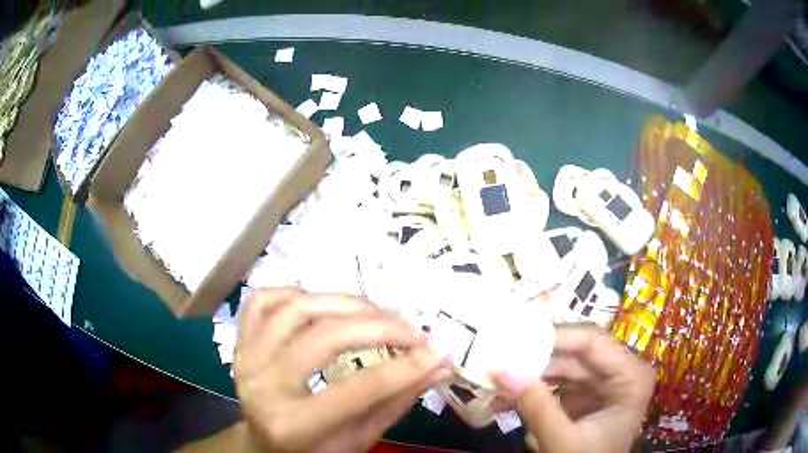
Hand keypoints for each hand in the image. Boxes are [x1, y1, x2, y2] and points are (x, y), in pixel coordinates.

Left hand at [233, 288, 448, 452]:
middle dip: (378, 327)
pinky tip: (322, 304)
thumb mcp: (358, 438)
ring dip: (343, 303)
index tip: (437, 350)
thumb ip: (396, 402)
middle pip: (324, 338)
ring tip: (375, 313)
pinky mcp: (239, 340)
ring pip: (295, 309)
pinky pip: (264, 300)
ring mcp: (245, 357)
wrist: (263, 443)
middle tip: (411, 330)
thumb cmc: (313, 449)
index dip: (404, 367)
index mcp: (293, 425)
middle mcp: (263, 386)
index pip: (358, 390)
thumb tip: (439, 366)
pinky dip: (296, 293)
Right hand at [495, 325, 654, 452]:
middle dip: (535, 358)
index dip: (554, 336)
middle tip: (496, 356)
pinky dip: (531, 391)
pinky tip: (504, 398)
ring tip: (493, 378)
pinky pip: (556, 384)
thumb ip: (536, 407)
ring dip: (529, 375)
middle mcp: (620, 371)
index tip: (513, 338)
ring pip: (562, 367)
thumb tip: (500, 370)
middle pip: (575, 352)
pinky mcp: (584, 396)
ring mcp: (601, 384)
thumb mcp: (563, 441)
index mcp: (630, 376)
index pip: (593, 341)